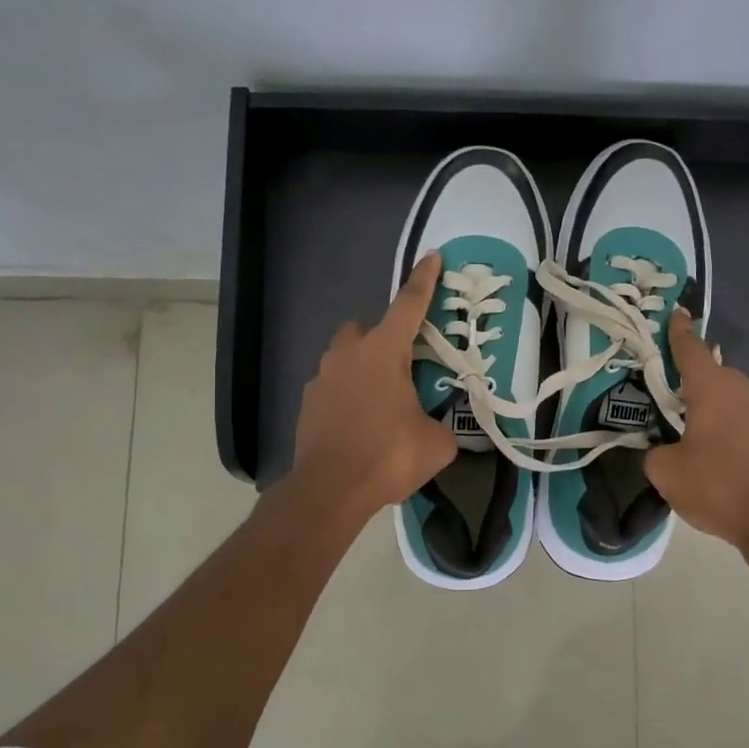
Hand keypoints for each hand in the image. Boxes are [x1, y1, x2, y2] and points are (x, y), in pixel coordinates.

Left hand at [291, 252, 456, 516]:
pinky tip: (360, 425)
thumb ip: (442, 425)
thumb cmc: (388, 456)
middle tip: (403, 367)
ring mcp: (321, 379)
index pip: (408, 306)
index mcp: (383, 353)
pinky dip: (347, 397)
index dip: (423, 281)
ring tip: (382, 403)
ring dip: (363, 370)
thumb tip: (438, 428)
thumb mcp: (436, 443)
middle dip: (382, 338)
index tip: (431, 257)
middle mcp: (347, 356)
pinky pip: (332, 388)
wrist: (329, 491)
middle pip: (365, 329)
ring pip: (345, 359)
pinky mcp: (307, 405)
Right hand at [644, 308, 748, 549]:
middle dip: (687, 376)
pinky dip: (722, 419)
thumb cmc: (715, 485)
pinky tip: (708, 442)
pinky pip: (738, 414)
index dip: (678, 331)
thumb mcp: (665, 470)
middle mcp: (740, 388)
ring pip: (726, 394)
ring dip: (706, 401)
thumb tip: (659, 449)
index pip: (690, 349)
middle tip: (663, 388)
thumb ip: (653, 451)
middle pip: (709, 371)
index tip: (675, 313)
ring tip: (683, 420)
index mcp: (712, 387)